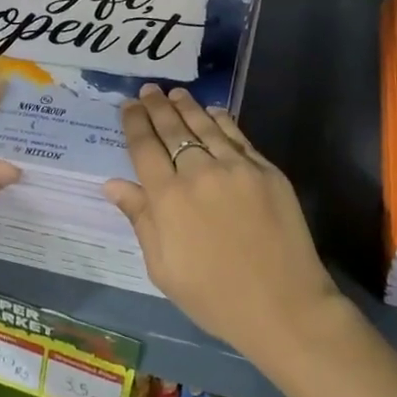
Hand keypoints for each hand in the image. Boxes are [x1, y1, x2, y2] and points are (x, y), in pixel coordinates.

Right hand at [103, 84, 339, 357]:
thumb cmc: (214, 297)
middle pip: (173, 129)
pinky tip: (213, 112)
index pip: (144, 147)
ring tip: (175, 93)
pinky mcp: (266, 170)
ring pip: (205, 126)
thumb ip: (140, 219)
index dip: (135, 122)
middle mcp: (199, 173)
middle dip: (157, 106)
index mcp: (168, 198)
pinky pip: (238, 136)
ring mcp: (236, 167)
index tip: (128, 105)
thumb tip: (113, 183)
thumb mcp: (163, 268)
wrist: (283, 306)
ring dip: (187, 107)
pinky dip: (222, 120)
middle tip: (149, 89)